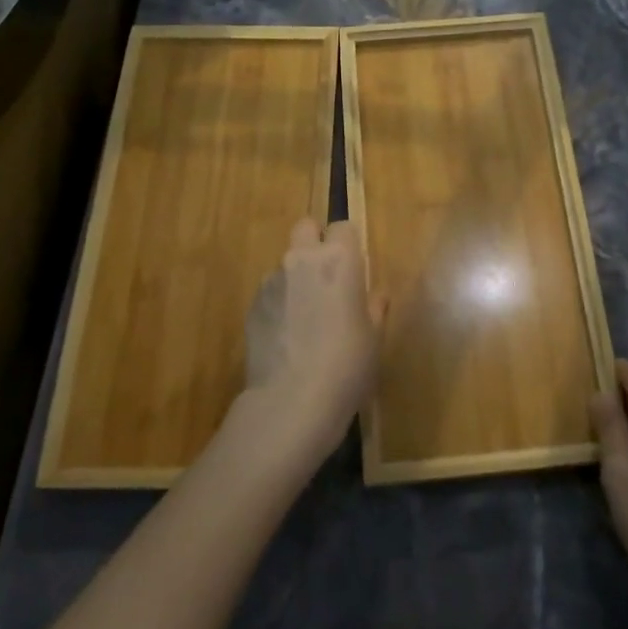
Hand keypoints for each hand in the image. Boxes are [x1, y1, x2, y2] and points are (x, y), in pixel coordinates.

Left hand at [242, 218, 386, 458]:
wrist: (292, 402)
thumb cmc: (347, 365)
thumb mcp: (373, 338)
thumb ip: (374, 308)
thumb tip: (375, 295)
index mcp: (340, 260)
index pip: (343, 226)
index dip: (348, 244)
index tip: (354, 269)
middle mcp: (303, 259)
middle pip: (305, 227)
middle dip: (315, 242)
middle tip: (327, 277)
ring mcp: (272, 280)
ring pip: (285, 262)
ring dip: (296, 277)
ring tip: (304, 318)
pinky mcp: (251, 305)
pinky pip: (270, 291)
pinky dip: (279, 303)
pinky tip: (286, 336)